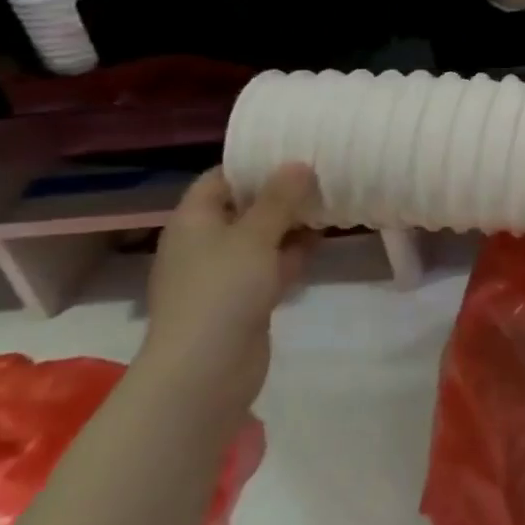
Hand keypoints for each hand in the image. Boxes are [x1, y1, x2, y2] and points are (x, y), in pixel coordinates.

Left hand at [140, 164, 316, 413]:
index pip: (221, 178)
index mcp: (194, 220)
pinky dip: (292, 255)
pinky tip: (321, 243)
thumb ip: (280, 199)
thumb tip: (299, 163)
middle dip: (281, 194)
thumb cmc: (222, 291)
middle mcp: (204, 243)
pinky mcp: (242, 301)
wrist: (205, 372)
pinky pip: (269, 267)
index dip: (254, 164)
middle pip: (244, 207)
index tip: (293, 151)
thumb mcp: (255, 235)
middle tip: (322, 175)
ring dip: (291, 226)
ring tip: (330, 203)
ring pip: (261, 239)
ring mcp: (223, 274)